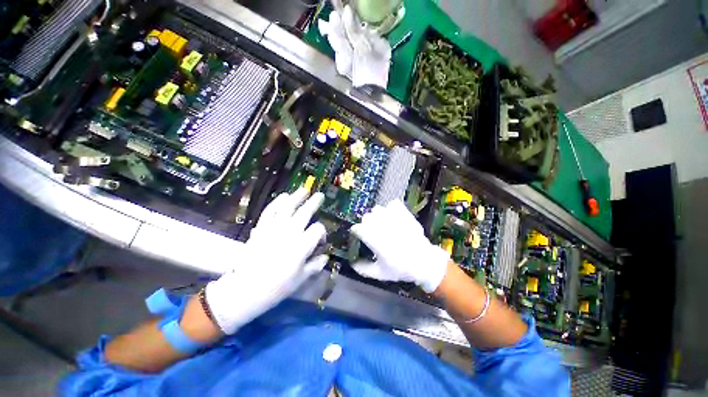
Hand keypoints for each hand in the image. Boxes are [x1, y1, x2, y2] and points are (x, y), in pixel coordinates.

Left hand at [206, 189, 327, 334]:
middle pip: (305, 213)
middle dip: (314, 203)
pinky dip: (277, 202)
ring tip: (304, 190)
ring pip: (288, 208)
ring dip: (297, 197)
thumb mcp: (301, 279)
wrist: (245, 290)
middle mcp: (290, 233)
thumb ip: (315, 265)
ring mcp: (274, 229)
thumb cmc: (277, 287)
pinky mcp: (261, 228)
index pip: (317, 230)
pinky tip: (283, 196)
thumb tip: (325, 257)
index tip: (321, 241)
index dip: (322, 233)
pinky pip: (270, 211)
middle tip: (320, 196)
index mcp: (302, 245)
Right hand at [350, 200, 449, 292]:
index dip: (357, 233)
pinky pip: (392, 204)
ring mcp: (393, 217)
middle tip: (372, 232)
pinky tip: (393, 217)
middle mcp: (381, 225)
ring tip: (382, 224)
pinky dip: (390, 209)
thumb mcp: (379, 273)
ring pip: (377, 209)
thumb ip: (363, 269)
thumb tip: (353, 263)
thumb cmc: (400, 268)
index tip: (359, 237)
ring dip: (377, 216)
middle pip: (366, 217)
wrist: (424, 262)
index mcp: (373, 238)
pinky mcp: (404, 213)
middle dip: (366, 224)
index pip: (357, 228)